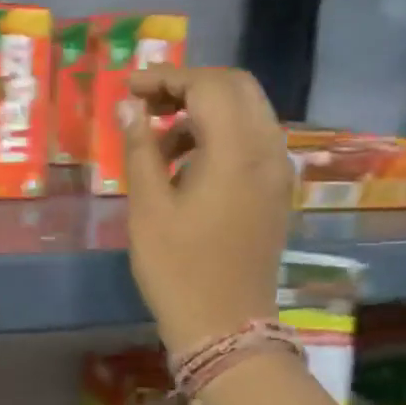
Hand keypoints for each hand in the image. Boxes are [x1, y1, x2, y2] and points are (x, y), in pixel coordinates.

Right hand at [120, 67, 290, 353]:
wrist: (226, 326)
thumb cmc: (178, 269)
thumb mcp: (148, 208)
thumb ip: (140, 148)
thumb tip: (128, 106)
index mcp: (236, 152)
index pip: (208, 85)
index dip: (166, 78)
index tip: (129, 90)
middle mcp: (267, 151)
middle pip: (236, 88)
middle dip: (189, 86)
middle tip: (147, 105)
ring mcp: (277, 172)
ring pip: (247, 112)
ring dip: (204, 111)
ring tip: (158, 142)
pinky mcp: (275, 191)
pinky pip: (253, 141)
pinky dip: (221, 135)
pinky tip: (186, 165)